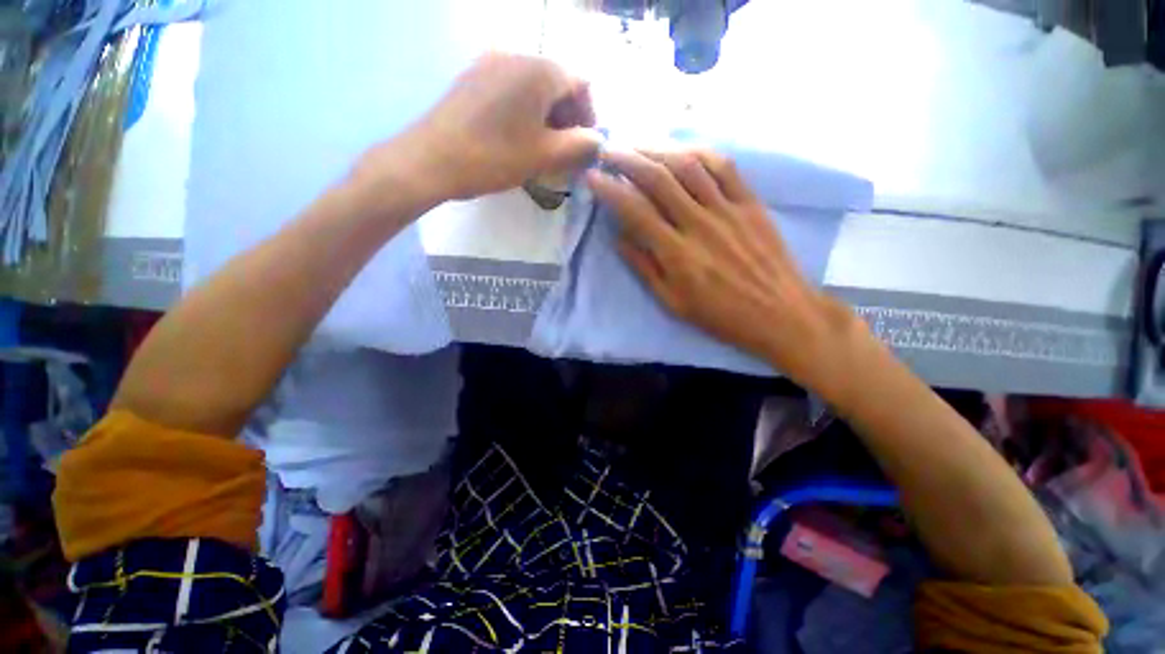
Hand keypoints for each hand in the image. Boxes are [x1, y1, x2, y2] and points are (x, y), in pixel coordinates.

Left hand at [359, 53, 601, 202]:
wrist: (432, 160)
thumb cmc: (495, 157)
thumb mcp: (545, 156)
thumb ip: (580, 145)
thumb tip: (598, 140)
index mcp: (539, 69)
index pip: (581, 84)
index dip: (590, 117)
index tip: (585, 147)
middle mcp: (516, 54)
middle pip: (557, 83)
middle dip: (568, 118)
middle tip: (566, 153)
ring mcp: (491, 62)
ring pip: (534, 88)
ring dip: (547, 117)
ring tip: (543, 150)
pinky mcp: (474, 77)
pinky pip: (512, 89)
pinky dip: (525, 112)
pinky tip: (519, 138)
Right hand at [586, 148, 862, 389]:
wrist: (779, 313)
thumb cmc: (720, 315)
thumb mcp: (673, 303)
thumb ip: (644, 268)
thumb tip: (619, 239)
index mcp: (676, 253)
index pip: (634, 211)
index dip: (610, 190)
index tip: (592, 177)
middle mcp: (699, 224)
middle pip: (658, 179)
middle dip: (628, 159)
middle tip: (609, 150)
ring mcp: (728, 209)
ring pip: (689, 166)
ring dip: (659, 149)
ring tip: (639, 145)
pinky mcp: (751, 203)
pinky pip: (724, 168)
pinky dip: (699, 153)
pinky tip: (683, 151)